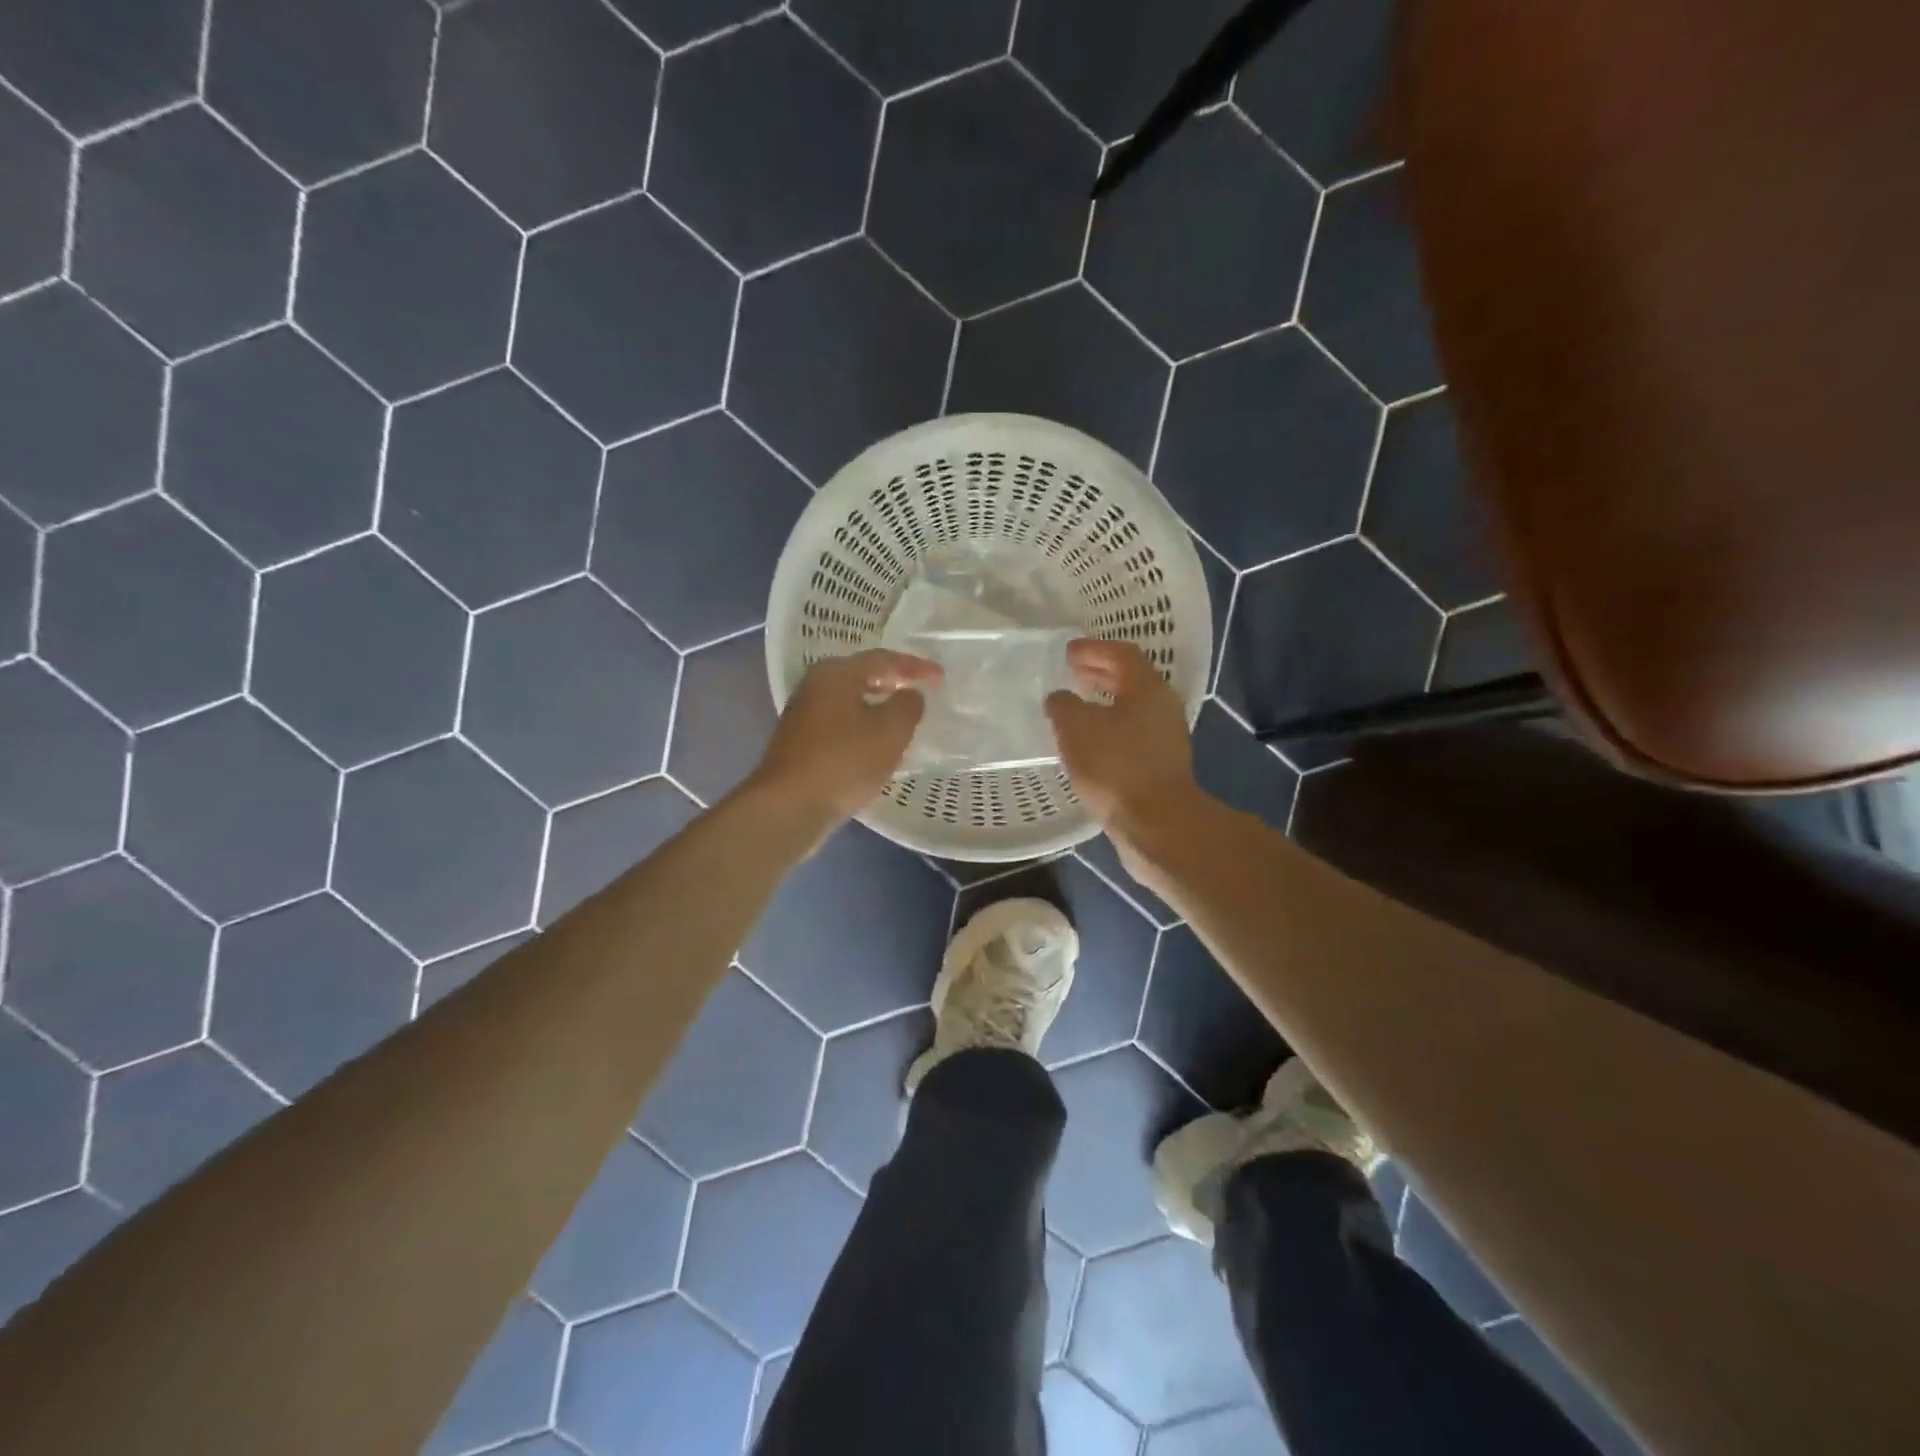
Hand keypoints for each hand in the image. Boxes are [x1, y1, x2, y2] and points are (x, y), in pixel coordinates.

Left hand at [744, 649, 941, 823]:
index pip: (883, 659)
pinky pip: (841, 724)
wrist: (789, 807)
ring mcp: (804, 715)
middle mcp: (815, 686)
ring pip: (850, 701)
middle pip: (862, 676)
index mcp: (836, 673)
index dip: (915, 667)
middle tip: (920, 691)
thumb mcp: (891, 731)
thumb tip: (909, 695)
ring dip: (878, 706)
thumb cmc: (844, 761)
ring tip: (903, 718)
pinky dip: (863, 727)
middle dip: (893, 682)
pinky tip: (876, 744)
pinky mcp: (801, 743)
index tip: (940, 678)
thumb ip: (908, 706)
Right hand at [1045, 639, 1202, 857]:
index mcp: (1147, 688)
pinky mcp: (1160, 765)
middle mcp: (1162, 707)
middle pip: (1130, 679)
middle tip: (1071, 672)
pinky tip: (1088, 742)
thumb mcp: (1076, 728)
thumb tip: (1060, 698)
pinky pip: (1131, 733)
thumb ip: (1063, 705)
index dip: (1093, 649)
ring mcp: (1165, 738)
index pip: (1122, 654)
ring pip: (1131, 708)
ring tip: (1076, 706)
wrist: (1155, 824)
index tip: (1067, 651)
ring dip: (1104, 702)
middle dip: (1100, 673)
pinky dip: (1109, 727)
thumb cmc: (1116, 767)